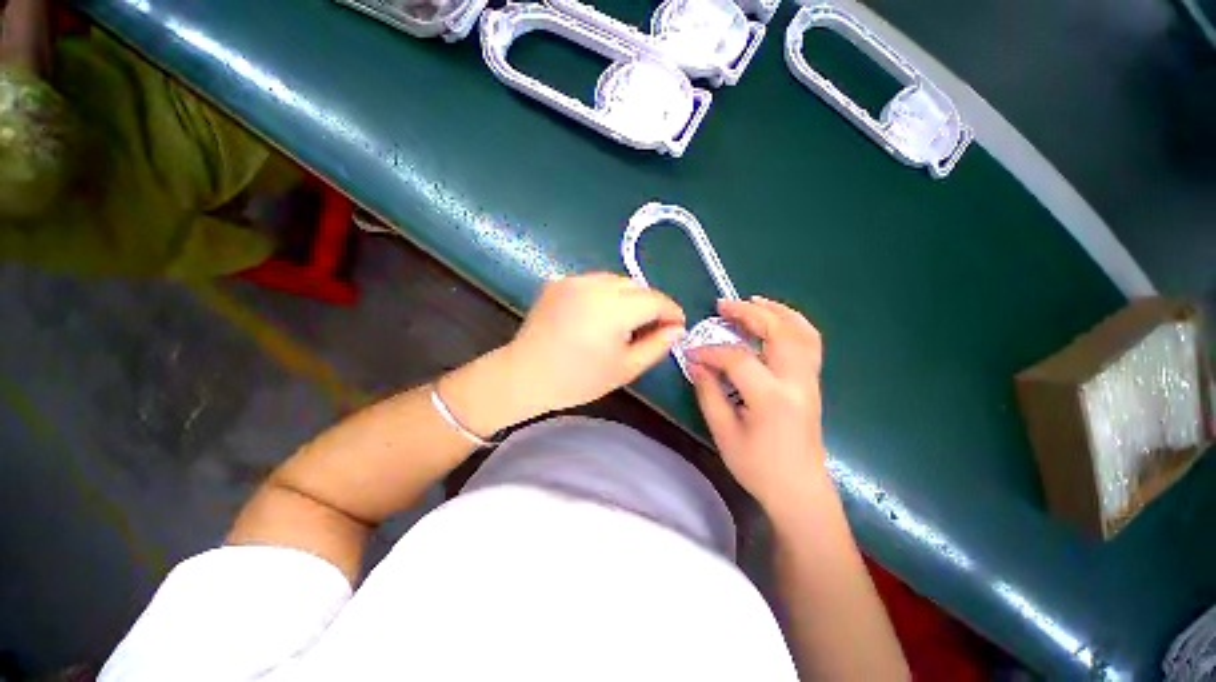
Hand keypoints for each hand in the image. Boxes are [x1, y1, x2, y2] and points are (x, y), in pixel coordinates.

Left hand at [504, 273, 685, 415]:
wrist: (526, 374)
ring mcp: (575, 280)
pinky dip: (606, 294)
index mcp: (614, 308)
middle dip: (650, 304)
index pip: (655, 300)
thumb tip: (677, 329)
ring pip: (616, 281)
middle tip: (650, 329)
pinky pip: (594, 282)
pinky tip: (599, 315)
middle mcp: (596, 285)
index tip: (677, 326)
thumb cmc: (578, 379)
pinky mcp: (560, 282)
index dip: (671, 312)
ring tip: (624, 322)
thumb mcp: (626, 368)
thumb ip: (657, 346)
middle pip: (637, 286)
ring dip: (628, 297)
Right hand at [688, 296, 827, 511]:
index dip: (711, 352)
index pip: (738, 359)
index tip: (692, 353)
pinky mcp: (812, 382)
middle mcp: (796, 382)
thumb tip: (697, 364)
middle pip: (779, 332)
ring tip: (751, 302)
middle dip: (749, 313)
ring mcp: (810, 380)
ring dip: (776, 311)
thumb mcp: (724, 433)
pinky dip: (792, 323)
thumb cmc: (758, 467)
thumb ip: (709, 393)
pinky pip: (809, 342)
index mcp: (772, 398)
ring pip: (801, 331)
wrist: (799, 490)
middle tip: (722, 306)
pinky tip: (775, 319)